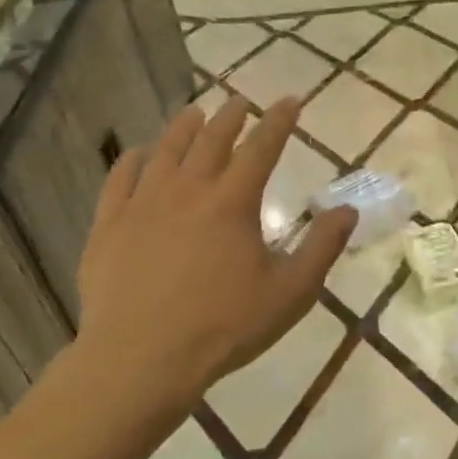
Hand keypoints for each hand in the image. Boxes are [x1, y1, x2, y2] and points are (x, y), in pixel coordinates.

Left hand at [70, 96, 355, 433]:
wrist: (141, 358)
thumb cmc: (225, 326)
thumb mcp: (291, 291)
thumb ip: (322, 246)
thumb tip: (347, 209)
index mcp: (233, 203)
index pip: (262, 148)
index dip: (279, 121)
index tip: (291, 100)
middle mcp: (188, 191)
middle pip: (211, 140)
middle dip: (231, 117)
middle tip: (241, 102)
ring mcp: (143, 205)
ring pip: (165, 152)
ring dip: (184, 128)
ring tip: (195, 112)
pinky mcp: (109, 226)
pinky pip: (120, 180)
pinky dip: (132, 160)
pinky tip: (138, 154)